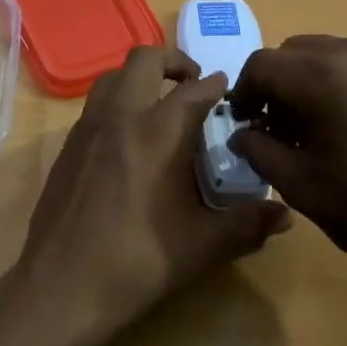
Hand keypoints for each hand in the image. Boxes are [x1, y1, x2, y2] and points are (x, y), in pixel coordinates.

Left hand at [17, 46, 292, 333]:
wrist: (61, 286)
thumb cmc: (137, 261)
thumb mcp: (202, 246)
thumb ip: (246, 225)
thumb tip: (285, 216)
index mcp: (158, 133)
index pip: (194, 90)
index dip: (216, 85)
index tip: (229, 92)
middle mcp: (120, 117)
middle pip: (144, 59)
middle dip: (173, 62)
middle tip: (193, 84)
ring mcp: (87, 128)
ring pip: (113, 76)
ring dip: (140, 78)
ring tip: (160, 105)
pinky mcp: (68, 147)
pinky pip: (95, 105)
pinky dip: (117, 103)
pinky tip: (128, 139)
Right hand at [228, 35, 346, 304]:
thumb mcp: (302, 187)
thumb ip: (260, 149)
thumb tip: (244, 132)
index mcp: (325, 77)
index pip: (262, 64)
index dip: (244, 93)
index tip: (246, 124)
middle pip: (296, 52)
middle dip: (278, 84)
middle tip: (279, 128)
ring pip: (332, 54)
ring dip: (312, 81)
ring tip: (320, 128)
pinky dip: (346, 83)